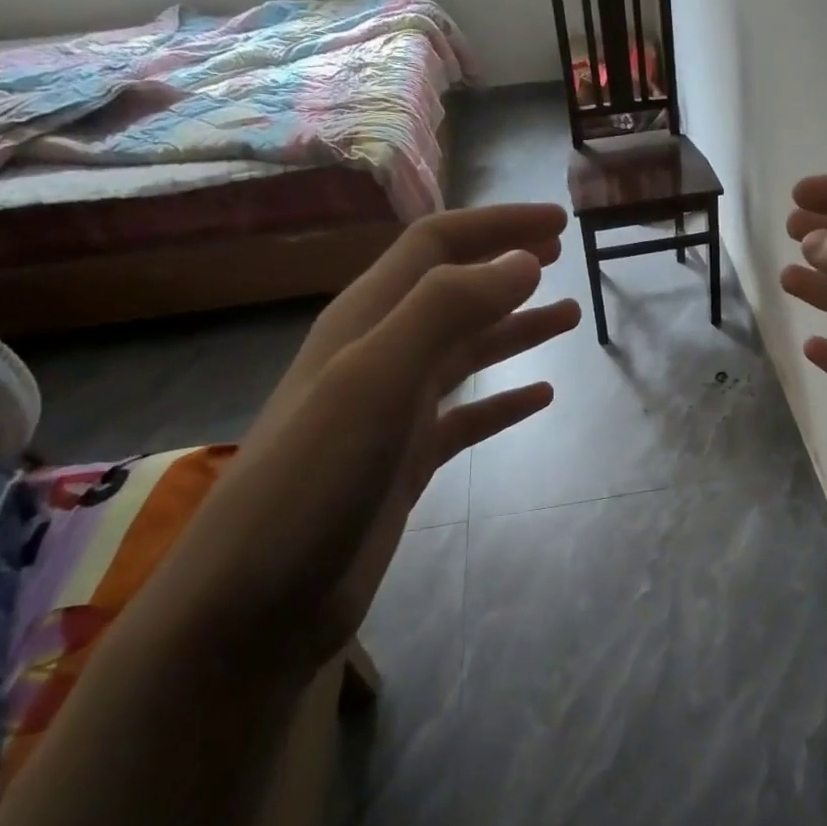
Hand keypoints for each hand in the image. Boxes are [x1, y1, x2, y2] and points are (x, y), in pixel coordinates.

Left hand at [146, 204, 579, 673]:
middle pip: (453, 291)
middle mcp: (378, 356)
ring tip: (569, 316)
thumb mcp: (376, 379)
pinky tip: (542, 397)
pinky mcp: (405, 463)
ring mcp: (392, 413)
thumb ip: (446, 309)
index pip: (436, 246)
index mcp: (365, 321)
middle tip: (562, 253)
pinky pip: (467, 417)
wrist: (257, 602)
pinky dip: (505, 401)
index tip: (559, 223)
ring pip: (465, 352)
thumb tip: (521, 260)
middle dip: (507, 265)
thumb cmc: (314, 482)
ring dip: (515, 327)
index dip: (497, 226)